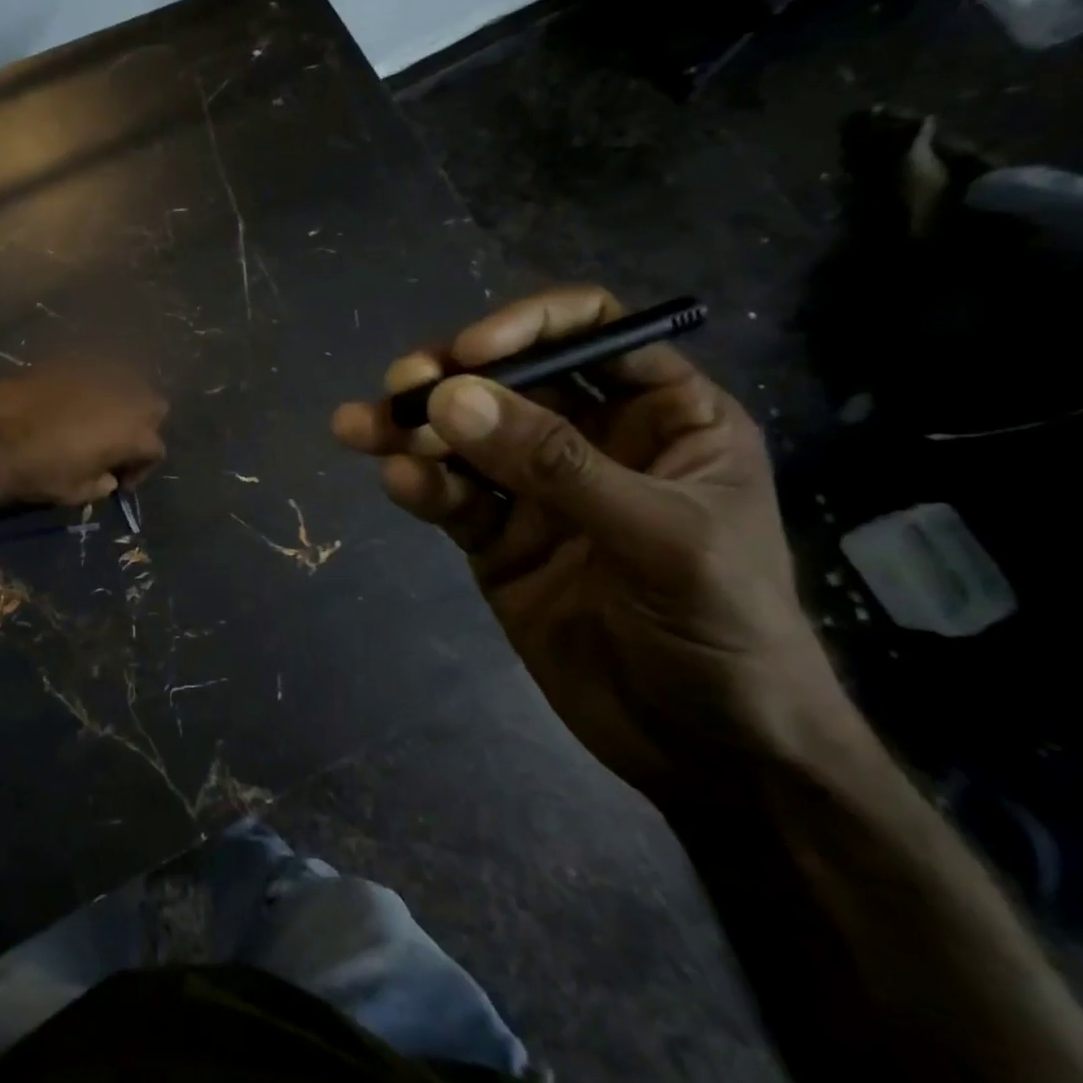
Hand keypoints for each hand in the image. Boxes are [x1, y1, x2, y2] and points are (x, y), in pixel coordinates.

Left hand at [0, 360, 167, 506]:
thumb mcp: (78, 491)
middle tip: (114, 441)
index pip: (155, 448)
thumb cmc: (42, 473)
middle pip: (153, 406)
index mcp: (133, 432)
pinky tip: (64, 401)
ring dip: (115, 400)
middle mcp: (124, 395)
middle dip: (140, 424)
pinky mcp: (66, 361)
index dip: (141, 468)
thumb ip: (102, 483)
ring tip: (91, 417)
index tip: (120, 480)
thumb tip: (108, 478)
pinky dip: (84, 386)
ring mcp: (95, 372)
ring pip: (123, 381)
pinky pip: (87, 371)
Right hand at [332, 286, 855, 804]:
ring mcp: (538, 492)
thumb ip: (554, 466)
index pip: (592, 333)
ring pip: (464, 439)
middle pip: (509, 381)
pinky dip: (421, 486)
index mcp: (663, 417)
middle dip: (451, 381)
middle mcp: (594, 441)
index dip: (528, 327)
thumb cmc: (724, 631)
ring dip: (410, 430)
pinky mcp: (497, 540)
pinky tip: (397, 483)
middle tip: (400, 389)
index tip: (471, 354)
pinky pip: (452, 498)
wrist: (709, 755)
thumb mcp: (659, 538)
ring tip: (358, 428)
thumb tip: (450, 398)